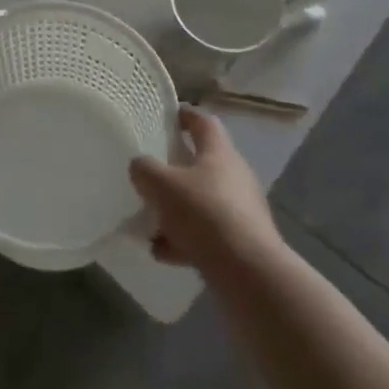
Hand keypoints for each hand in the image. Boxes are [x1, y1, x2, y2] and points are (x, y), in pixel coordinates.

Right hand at [130, 107, 280, 273]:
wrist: (249, 273)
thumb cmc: (205, 214)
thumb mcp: (162, 185)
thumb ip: (145, 170)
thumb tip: (140, 165)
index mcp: (219, 152)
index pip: (203, 122)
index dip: (185, 115)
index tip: (166, 116)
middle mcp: (234, 176)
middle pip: (202, 163)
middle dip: (174, 170)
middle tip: (150, 173)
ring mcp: (241, 211)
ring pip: (202, 202)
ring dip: (177, 210)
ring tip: (150, 222)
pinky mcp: (242, 243)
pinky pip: (207, 234)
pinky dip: (185, 240)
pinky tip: (162, 252)